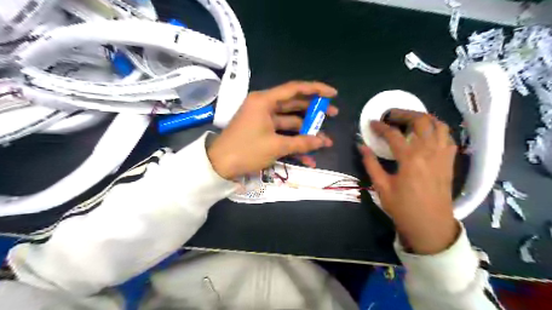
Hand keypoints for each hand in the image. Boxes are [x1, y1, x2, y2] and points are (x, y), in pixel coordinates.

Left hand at [207, 80, 336, 178]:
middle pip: (294, 104)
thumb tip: (324, 141)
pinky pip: (281, 133)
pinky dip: (293, 142)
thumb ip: (302, 142)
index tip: (333, 94)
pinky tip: (308, 156)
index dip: (316, 89)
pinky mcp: (262, 131)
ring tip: (325, 140)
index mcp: (265, 101)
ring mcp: (263, 119)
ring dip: (306, 131)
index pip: (295, 89)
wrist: (219, 165)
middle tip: (332, 115)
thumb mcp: (276, 146)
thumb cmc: (247, 150)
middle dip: (314, 111)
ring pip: (290, 121)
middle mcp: (264, 106)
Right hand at [358, 109, 456, 253]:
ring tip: (409, 120)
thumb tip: (361, 146)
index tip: (372, 123)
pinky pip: (447, 137)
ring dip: (423, 118)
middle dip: (404, 113)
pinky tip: (426, 134)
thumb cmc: (403, 208)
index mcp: (410, 159)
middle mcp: (429, 152)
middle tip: (390, 115)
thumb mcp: (381, 187)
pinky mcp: (449, 161)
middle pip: (421, 121)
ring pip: (438, 124)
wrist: (430, 225)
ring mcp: (442, 155)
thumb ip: (371, 164)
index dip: (380, 127)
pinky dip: (436, 129)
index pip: (393, 134)